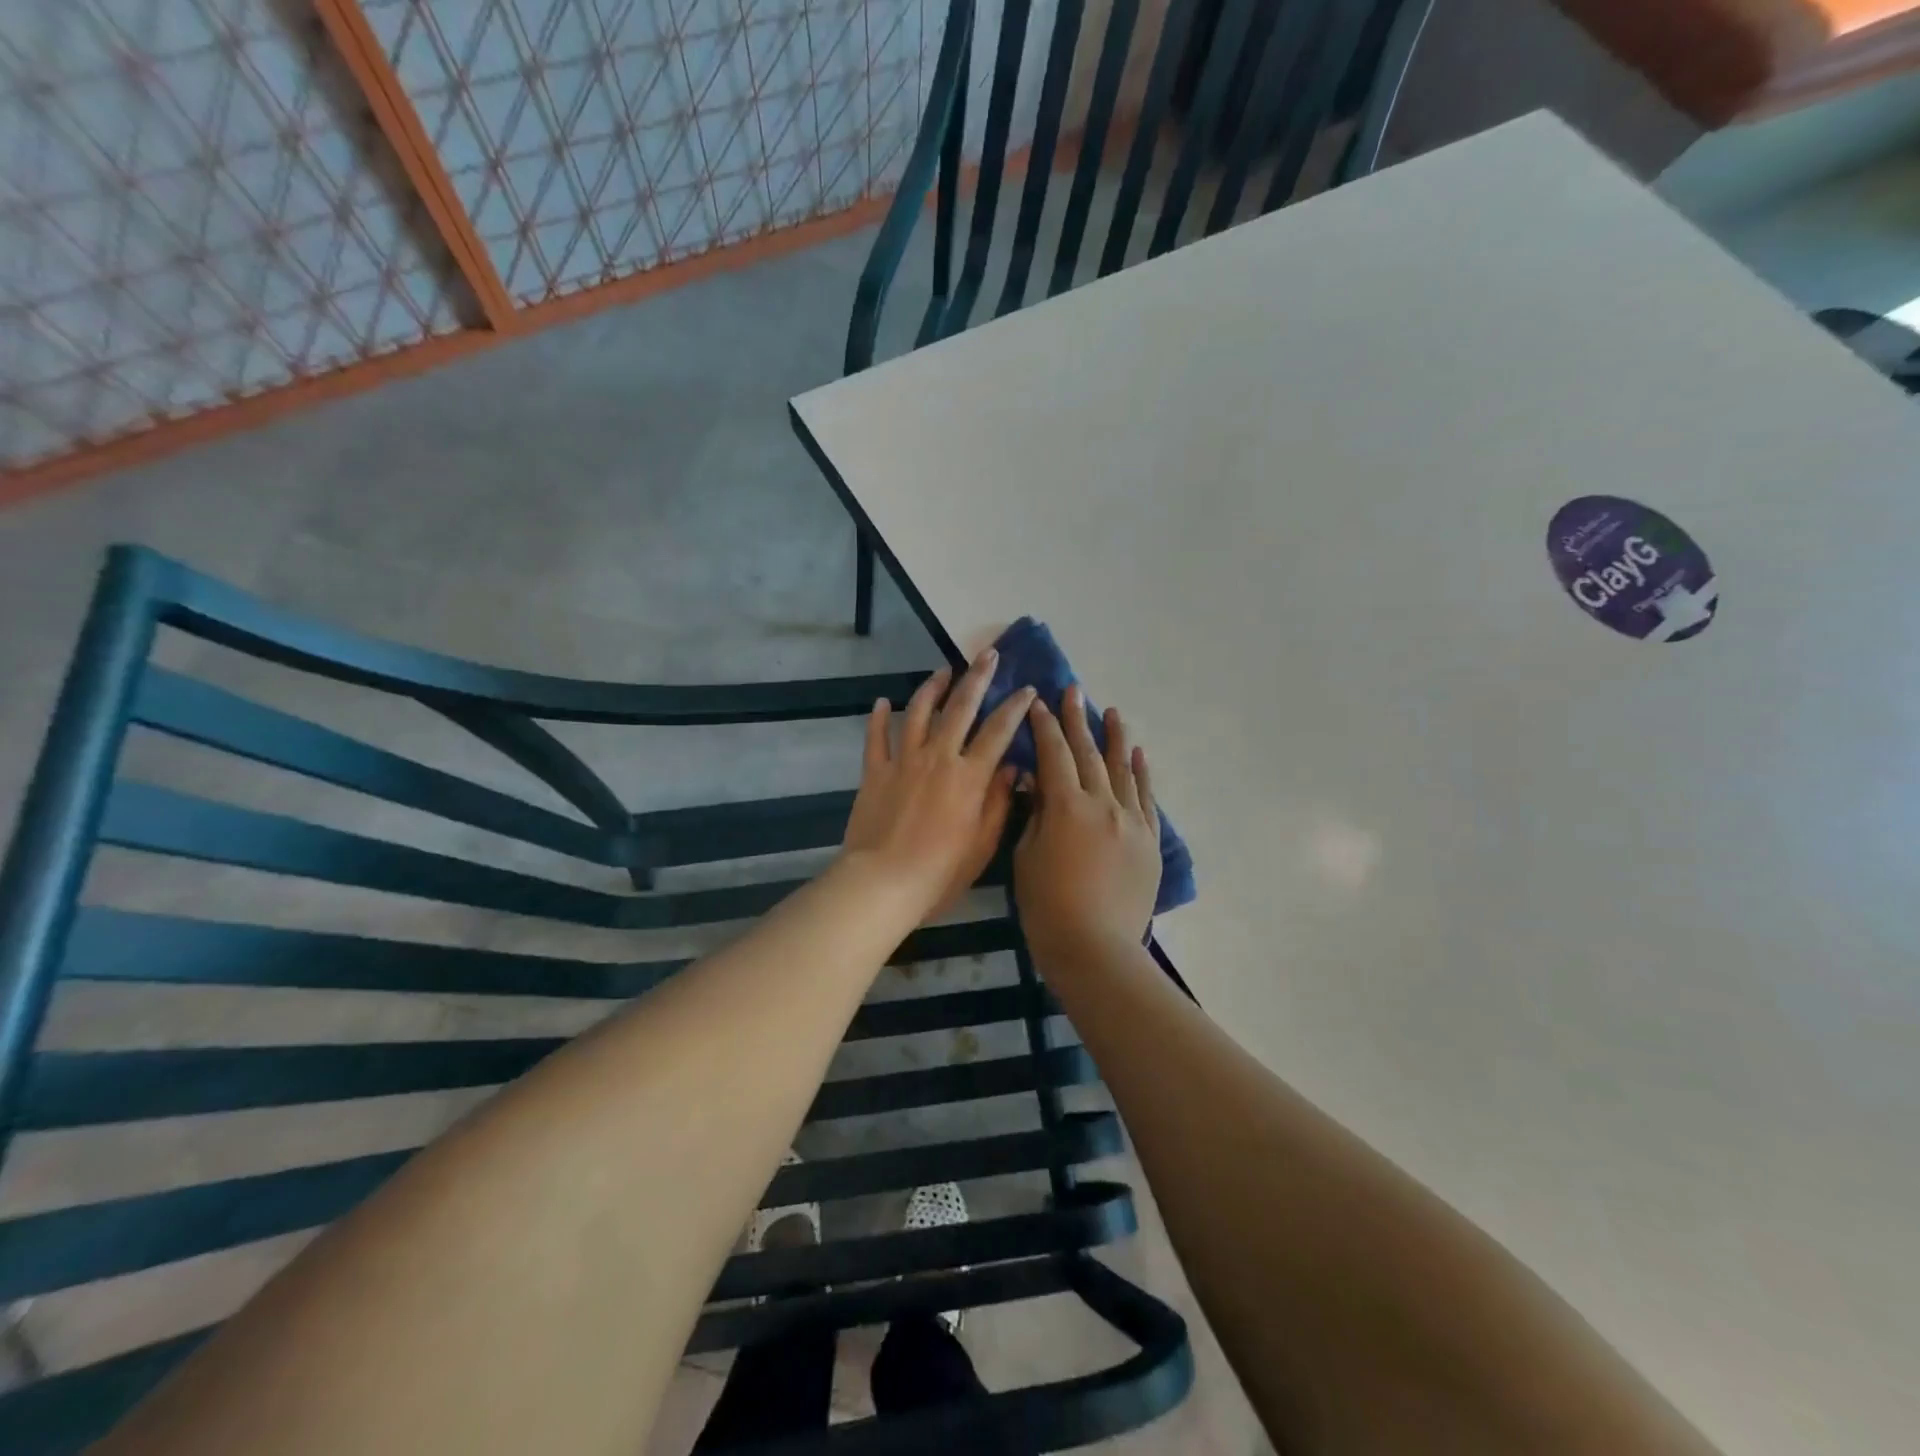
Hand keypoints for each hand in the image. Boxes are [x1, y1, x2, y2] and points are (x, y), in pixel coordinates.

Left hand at [840, 649, 1036, 922]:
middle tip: (988, 655)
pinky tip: (882, 702)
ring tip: (943, 672)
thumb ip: (998, 802)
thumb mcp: (983, 843)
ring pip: (918, 711)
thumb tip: (1012, 768)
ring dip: (932, 687)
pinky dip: (879, 717)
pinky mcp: (874, 771)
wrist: (883, 882)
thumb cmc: (940, 872)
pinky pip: (876, 737)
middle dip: (977, 678)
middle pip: (960, 707)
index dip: (1015, 707)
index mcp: (969, 776)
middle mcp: (938, 757)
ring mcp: (903, 761)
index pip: (998, 731)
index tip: (1026, 689)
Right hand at [1014, 685, 1159, 962]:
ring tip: (1111, 712)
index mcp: (1066, 806)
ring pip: (1123, 769)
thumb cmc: (1047, 908)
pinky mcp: (1149, 841)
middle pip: (1088, 753)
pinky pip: (1146, 798)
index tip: (1038, 703)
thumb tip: (1036, 785)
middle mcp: (1103, 804)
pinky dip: (1142, 773)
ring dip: (1114, 738)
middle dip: (1077, 720)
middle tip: (1073, 690)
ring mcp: (1131, 821)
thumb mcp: (1026, 858)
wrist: (1096, 949)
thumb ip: (1033, 816)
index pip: (1053, 754)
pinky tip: (1138, 754)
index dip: (1044, 727)